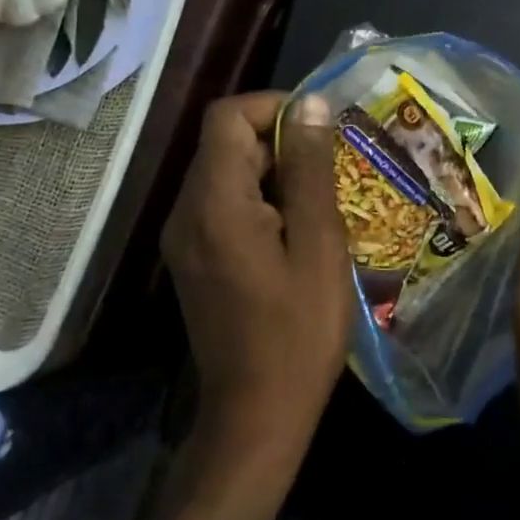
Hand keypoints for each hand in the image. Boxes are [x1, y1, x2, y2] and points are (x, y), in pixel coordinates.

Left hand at [161, 91, 349, 453]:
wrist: (256, 415)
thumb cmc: (298, 332)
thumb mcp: (318, 245)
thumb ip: (311, 170)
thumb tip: (311, 104)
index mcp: (214, 204)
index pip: (226, 116)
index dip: (273, 106)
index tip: (320, 129)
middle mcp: (186, 212)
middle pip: (226, 142)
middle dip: (281, 142)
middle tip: (334, 170)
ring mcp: (185, 237)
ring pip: (228, 171)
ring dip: (276, 171)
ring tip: (324, 200)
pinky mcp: (195, 257)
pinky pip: (225, 203)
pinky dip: (263, 198)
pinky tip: (300, 230)